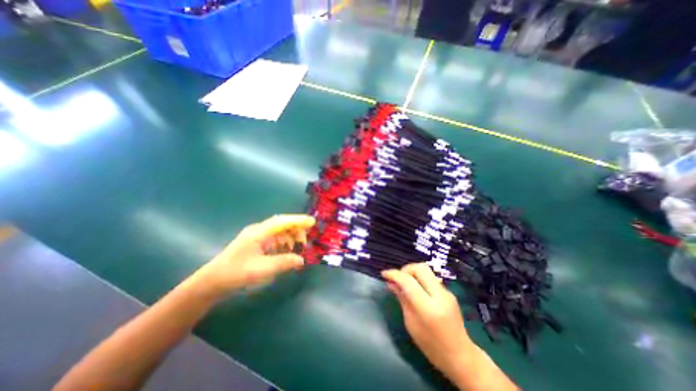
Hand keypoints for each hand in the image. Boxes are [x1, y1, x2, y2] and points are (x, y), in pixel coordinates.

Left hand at [191, 214, 313, 296]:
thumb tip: (301, 260)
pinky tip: (288, 251)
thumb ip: (283, 262)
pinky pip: (275, 238)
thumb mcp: (261, 269)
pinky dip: (284, 243)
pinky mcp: (256, 243)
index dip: (298, 220)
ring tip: (299, 247)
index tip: (312, 221)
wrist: (211, 282)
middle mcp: (259, 230)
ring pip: (279, 231)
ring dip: (291, 237)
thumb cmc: (236, 273)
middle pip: (282, 224)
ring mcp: (257, 236)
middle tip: (306, 240)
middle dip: (296, 229)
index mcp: (259, 232)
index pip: (282, 221)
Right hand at [383, 265, 475, 379]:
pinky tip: (416, 289)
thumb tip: (390, 283)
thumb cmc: (431, 345)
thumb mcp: (411, 323)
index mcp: (428, 307)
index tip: (384, 274)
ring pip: (426, 270)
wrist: (460, 356)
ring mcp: (446, 292)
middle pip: (420, 268)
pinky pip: (431, 278)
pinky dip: (420, 279)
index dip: (394, 274)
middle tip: (398, 278)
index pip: (408, 281)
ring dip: (413, 272)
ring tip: (405, 283)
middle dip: (405, 269)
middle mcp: (439, 295)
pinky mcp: (449, 292)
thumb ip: (402, 299)